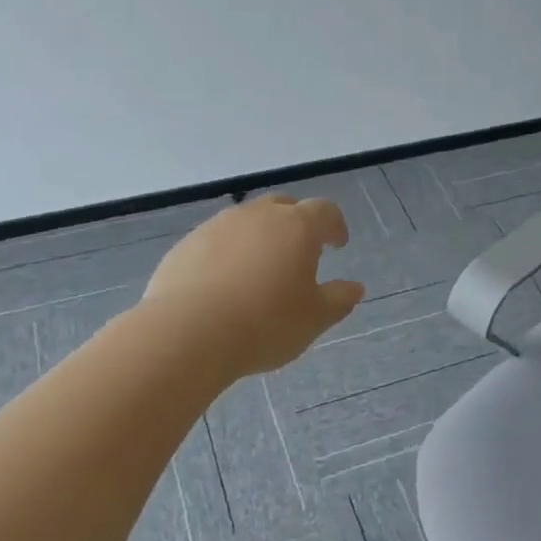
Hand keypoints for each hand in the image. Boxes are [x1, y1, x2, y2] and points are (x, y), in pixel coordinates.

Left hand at [142, 195, 364, 378]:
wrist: (187, 333)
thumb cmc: (265, 324)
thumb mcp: (314, 319)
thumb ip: (339, 299)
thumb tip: (354, 287)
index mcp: (297, 227)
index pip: (324, 211)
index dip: (334, 225)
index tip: (338, 243)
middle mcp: (258, 216)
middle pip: (283, 206)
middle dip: (296, 223)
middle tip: (300, 251)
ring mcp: (217, 226)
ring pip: (247, 222)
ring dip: (259, 237)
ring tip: (260, 270)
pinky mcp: (186, 245)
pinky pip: (216, 242)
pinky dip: (228, 254)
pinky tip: (225, 284)